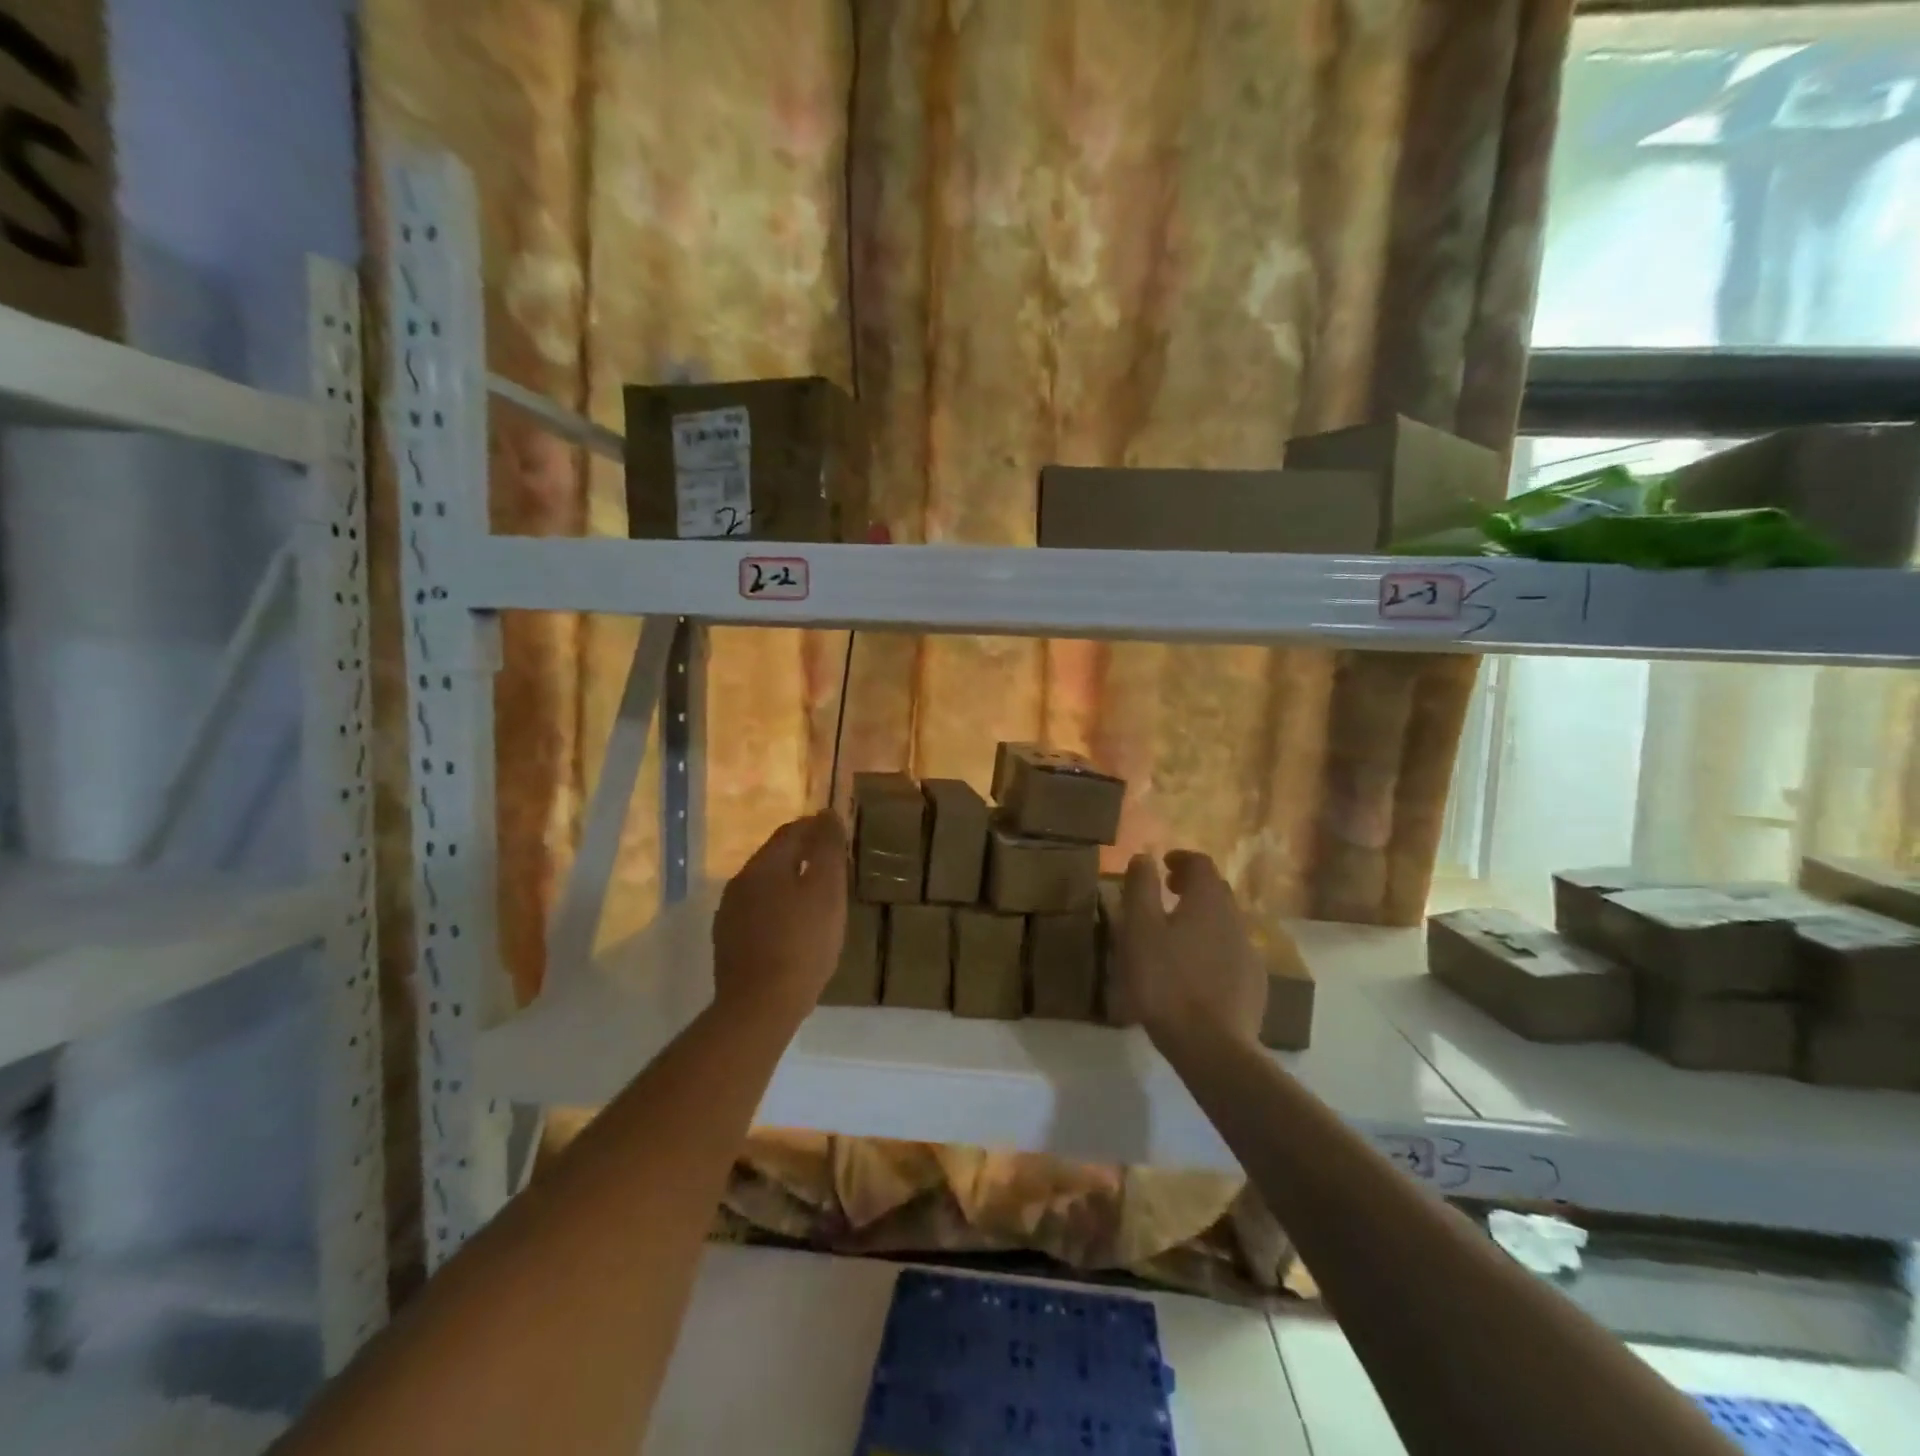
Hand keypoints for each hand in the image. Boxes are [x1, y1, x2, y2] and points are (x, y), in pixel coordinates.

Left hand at [712, 811, 847, 1022]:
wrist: (759, 1007)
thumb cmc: (802, 944)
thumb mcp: (827, 891)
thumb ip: (827, 849)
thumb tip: (827, 814)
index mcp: (764, 865)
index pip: (791, 831)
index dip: (816, 828)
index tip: (838, 833)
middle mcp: (740, 882)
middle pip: (775, 857)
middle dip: (803, 855)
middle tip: (831, 866)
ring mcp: (729, 914)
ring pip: (764, 885)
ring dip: (789, 883)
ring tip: (815, 898)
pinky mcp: (728, 942)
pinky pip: (757, 912)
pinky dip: (777, 909)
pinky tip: (792, 928)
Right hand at [1114, 850, 1265, 1048]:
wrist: (1211, 1046)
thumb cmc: (1165, 981)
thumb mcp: (1139, 930)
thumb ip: (1140, 888)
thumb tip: (1144, 858)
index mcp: (1208, 901)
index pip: (1200, 864)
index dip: (1181, 859)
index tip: (1163, 865)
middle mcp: (1235, 919)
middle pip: (1217, 891)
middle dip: (1193, 886)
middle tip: (1167, 893)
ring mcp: (1249, 953)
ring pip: (1225, 922)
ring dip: (1203, 917)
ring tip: (1177, 933)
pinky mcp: (1254, 984)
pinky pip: (1232, 952)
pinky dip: (1213, 946)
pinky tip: (1196, 969)